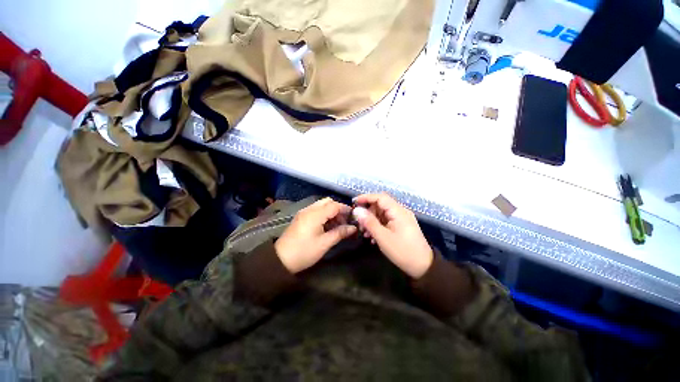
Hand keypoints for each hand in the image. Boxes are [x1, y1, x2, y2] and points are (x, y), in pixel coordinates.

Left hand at [275, 198, 356, 273]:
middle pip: (327, 202)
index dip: (345, 209)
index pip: (334, 205)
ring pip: (321, 205)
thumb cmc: (304, 251)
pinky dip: (324, 214)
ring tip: (337, 225)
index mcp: (315, 214)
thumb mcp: (324, 243)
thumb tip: (353, 228)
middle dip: (338, 209)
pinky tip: (327, 226)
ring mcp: (304, 213)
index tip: (353, 217)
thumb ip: (340, 233)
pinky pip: (315, 210)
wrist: (280, 259)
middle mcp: (309, 209)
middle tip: (344, 221)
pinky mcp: (301, 218)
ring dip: (331, 211)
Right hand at [352, 193, 433, 278]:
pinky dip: (378, 226)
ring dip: (371, 221)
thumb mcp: (383, 237)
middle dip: (368, 212)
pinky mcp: (401, 226)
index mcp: (398, 211)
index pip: (380, 197)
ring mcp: (401, 219)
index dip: (366, 197)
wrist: (423, 267)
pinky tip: (372, 237)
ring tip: (365, 233)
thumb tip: (356, 210)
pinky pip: (386, 221)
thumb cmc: (402, 251)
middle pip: (380, 205)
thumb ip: (369, 222)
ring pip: (382, 213)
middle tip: (359, 224)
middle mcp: (400, 211)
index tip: (354, 203)